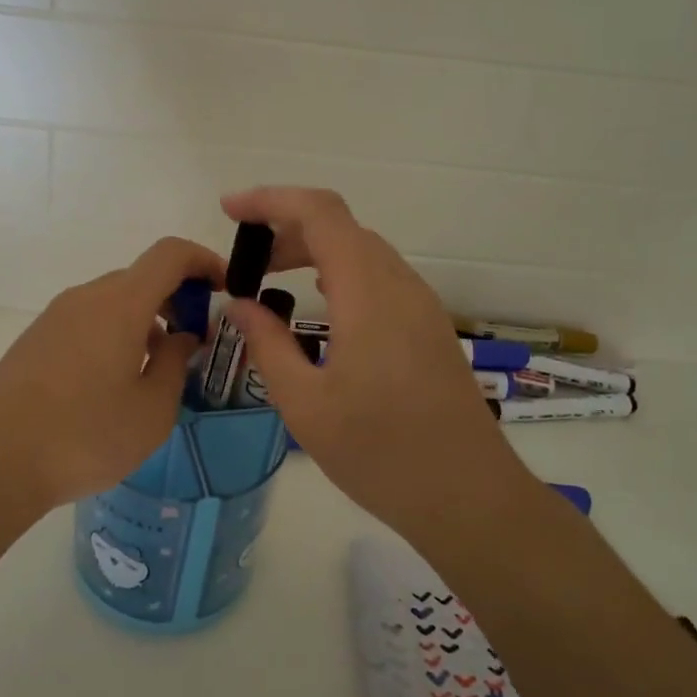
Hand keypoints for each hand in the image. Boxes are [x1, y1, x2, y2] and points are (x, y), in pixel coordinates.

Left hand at [0, 236, 225, 512]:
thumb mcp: (152, 410)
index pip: (170, 254)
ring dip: (144, 320)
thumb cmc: (86, 437)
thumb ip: (175, 363)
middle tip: (194, 343)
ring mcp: (53, 317)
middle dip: (176, 299)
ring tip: (154, 370)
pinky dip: (113, 333)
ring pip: (112, 301)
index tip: (224, 290)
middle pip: (140, 278)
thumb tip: (181, 336)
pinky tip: (112, 383)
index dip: (204, 261)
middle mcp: (85, 298)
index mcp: (120, 304)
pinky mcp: (33, 340)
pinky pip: (86, 321)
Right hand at [219, 188, 524, 536]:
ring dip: (313, 250)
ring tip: (271, 279)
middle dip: (286, 229)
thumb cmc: (380, 454)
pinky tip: (319, 307)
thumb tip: (239, 303)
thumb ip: (267, 344)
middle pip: (341, 227)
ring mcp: (421, 306)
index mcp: (368, 294)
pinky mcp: (428, 328)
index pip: (320, 214)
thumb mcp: (305, 404)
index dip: (271, 199)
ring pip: (363, 251)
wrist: (468, 496)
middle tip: (243, 261)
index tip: (228, 210)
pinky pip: (379, 278)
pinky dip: (339, 273)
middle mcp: (400, 286)